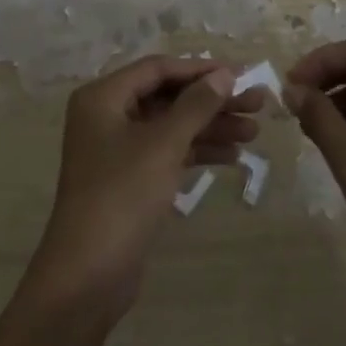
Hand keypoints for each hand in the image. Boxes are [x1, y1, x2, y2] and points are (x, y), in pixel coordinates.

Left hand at [29, 56, 261, 313]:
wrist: (87, 276)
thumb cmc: (122, 196)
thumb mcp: (163, 144)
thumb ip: (196, 105)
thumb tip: (225, 74)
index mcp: (103, 97)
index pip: (159, 69)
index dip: (201, 70)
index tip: (241, 74)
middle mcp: (107, 116)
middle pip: (168, 97)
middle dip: (212, 101)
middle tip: (257, 104)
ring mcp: (117, 149)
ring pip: (171, 126)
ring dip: (210, 127)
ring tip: (254, 132)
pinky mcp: (129, 179)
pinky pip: (167, 152)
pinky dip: (196, 151)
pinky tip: (232, 157)